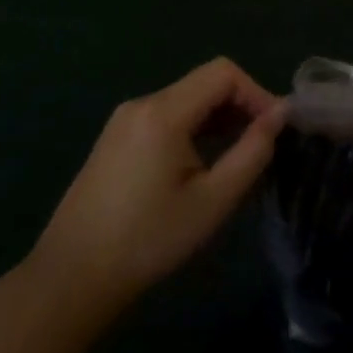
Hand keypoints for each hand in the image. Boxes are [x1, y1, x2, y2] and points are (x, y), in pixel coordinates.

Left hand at [26, 58, 281, 324]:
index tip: (275, 129)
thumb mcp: (213, 199)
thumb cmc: (149, 240)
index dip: (257, 93)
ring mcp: (124, 120)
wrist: (71, 279)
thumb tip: (281, 114)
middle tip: (262, 143)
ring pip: (187, 98)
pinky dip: (195, 126)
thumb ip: (252, 151)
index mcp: (163, 113)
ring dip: (219, 117)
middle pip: (205, 82)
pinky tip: (202, 161)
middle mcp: (142, 104)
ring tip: (238, 154)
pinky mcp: (115, 138)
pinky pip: (167, 115)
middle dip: (241, 104)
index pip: (224, 73)